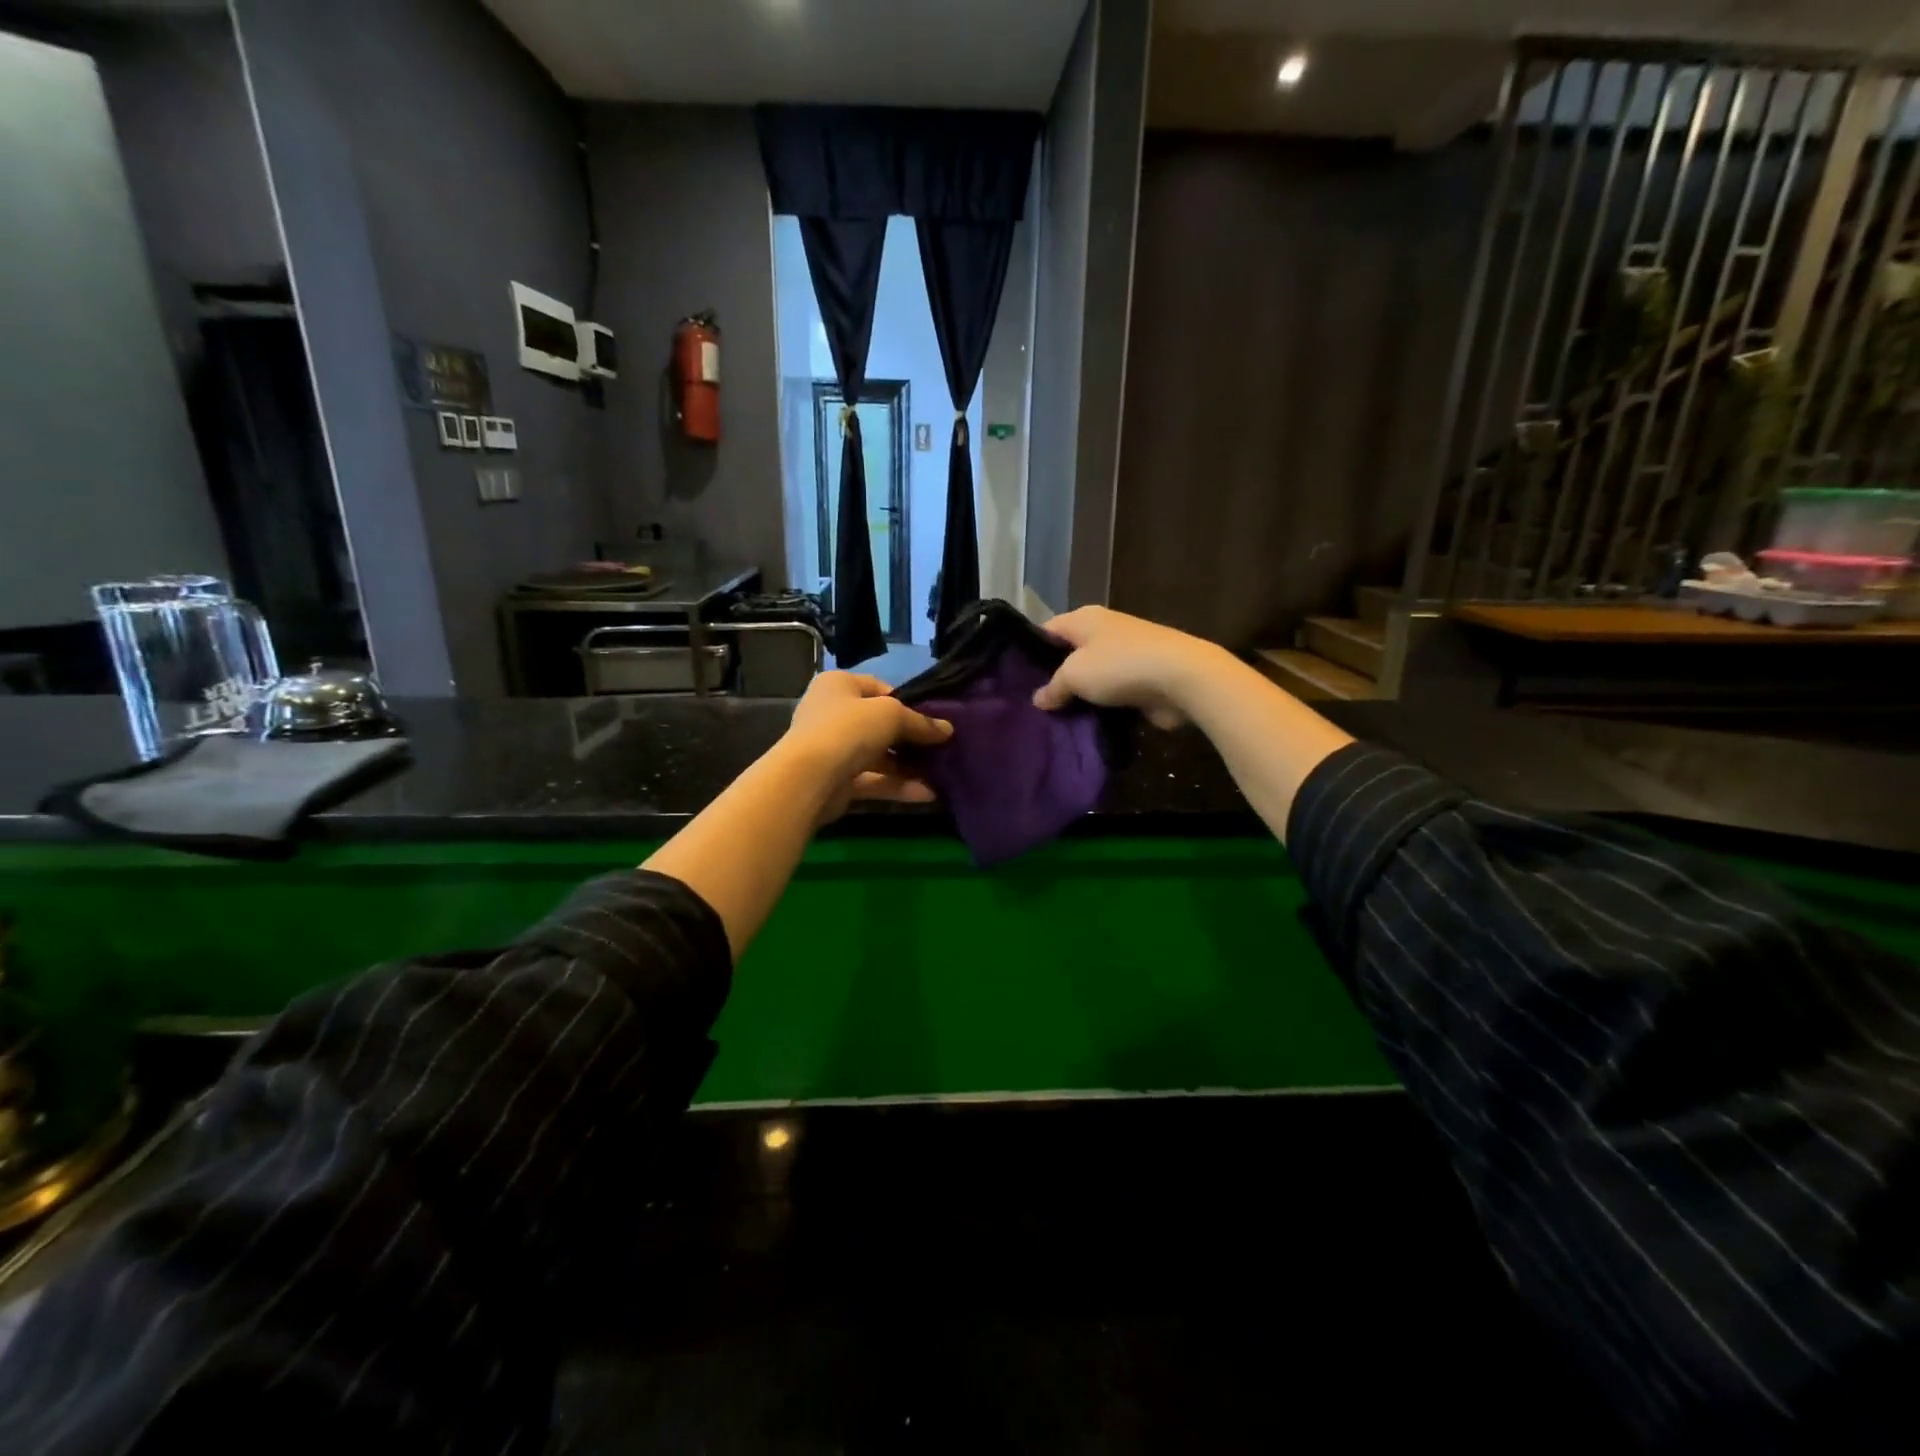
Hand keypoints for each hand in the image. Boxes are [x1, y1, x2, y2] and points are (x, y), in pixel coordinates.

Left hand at [780, 672, 952, 820]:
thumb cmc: (849, 729)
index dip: (907, 702)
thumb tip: (947, 730)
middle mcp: (831, 713)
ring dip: (908, 766)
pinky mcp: (837, 781)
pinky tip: (928, 794)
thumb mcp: (891, 715)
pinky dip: (898, 786)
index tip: (932, 718)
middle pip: (879, 724)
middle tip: (941, 747)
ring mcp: (833, 749)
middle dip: (910, 738)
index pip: (878, 688)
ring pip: (878, 755)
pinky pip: (873, 780)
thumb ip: (920, 722)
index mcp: (838, 685)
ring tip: (940, 773)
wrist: (809, 778)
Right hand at [1031, 607, 1228, 729]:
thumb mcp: (1074, 675)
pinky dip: (1100, 707)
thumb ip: (1052, 687)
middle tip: (1031, 705)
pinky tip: (1083, 725)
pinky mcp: (1141, 679)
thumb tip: (1038, 699)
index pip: (1047, 630)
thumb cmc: (1119, 666)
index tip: (1014, 678)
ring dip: (1078, 696)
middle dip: (1053, 678)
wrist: (1181, 678)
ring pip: (1091, 677)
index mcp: (1084, 618)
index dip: (1029, 651)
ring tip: (1053, 719)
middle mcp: (1104, 631)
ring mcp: (1125, 655)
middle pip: (1069, 654)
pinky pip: (1111, 693)